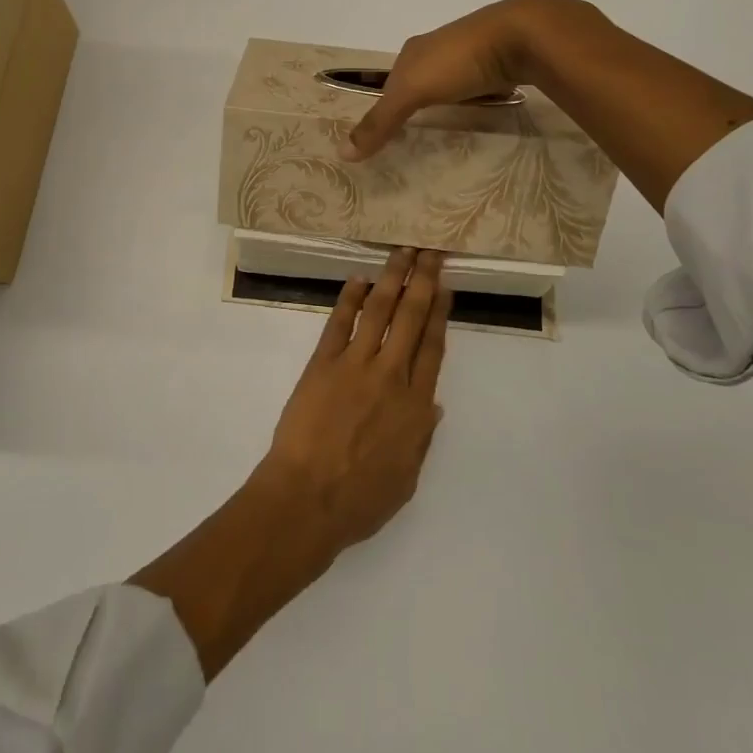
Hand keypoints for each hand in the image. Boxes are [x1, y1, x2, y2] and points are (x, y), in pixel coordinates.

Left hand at [129, 248, 452, 677]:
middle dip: (423, 282)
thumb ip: (421, 438)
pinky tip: (360, 279)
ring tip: (402, 252)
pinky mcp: (322, 363)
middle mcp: (390, 377)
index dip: (440, 314)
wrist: (307, 499)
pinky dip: (350, 298)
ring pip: (379, 311)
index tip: (444, 288)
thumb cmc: (359, 500)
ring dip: (392, 278)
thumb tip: (433, 405)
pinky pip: (339, 323)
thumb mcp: (406, 479)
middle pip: (411, 319)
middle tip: (430, 253)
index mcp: (415, 407)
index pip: (433, 349)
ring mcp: (355, 365)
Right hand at [341, 0, 564, 160]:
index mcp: (413, 50)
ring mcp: (471, 51)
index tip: (386, 131)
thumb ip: (380, 122)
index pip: (391, 81)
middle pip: (419, 79)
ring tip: (448, 124)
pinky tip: (481, 108)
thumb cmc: (458, 61)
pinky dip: (477, 96)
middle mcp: (438, 46)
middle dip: (417, 101)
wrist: (521, 35)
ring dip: (448, 99)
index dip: (386, 104)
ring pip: (451, 80)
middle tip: (416, 132)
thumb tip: (342, 152)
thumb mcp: (412, 92)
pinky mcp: (500, 59)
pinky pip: (480, 83)